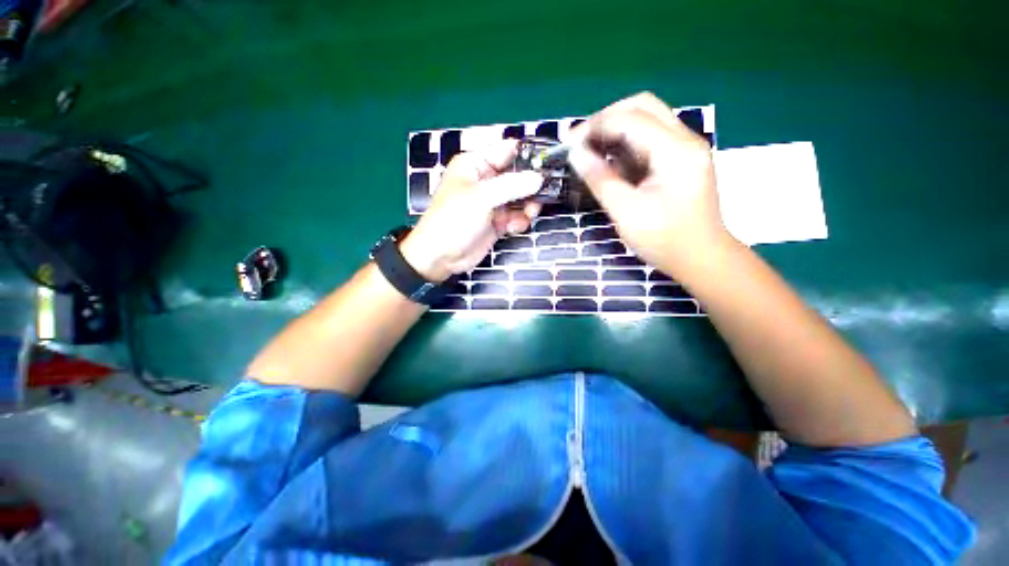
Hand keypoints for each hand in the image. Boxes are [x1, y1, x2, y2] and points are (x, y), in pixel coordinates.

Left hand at [400, 140, 542, 281]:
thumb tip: (539, 177)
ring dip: (527, 206)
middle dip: (530, 186)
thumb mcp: (482, 197)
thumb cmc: (454, 219)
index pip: (507, 151)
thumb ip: (512, 185)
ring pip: (520, 198)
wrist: (442, 256)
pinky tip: (513, 228)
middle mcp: (486, 181)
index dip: (528, 155)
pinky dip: (518, 221)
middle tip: (542, 195)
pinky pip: (515, 216)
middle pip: (517, 176)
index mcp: (476, 164)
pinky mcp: (497, 222)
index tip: (548, 164)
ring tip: (528, 214)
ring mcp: (492, 203)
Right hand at [568, 92, 733, 275]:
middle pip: (642, 106)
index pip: (631, 118)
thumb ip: (600, 179)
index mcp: (676, 151)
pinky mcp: (679, 160)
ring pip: (646, 120)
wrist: (700, 259)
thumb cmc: (664, 240)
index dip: (595, 126)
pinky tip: (608, 162)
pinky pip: (648, 140)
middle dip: (606, 119)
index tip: (568, 143)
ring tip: (589, 151)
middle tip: (580, 142)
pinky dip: (624, 145)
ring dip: (614, 131)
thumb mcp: (626, 212)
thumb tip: (575, 154)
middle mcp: (684, 140)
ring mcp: (684, 149)